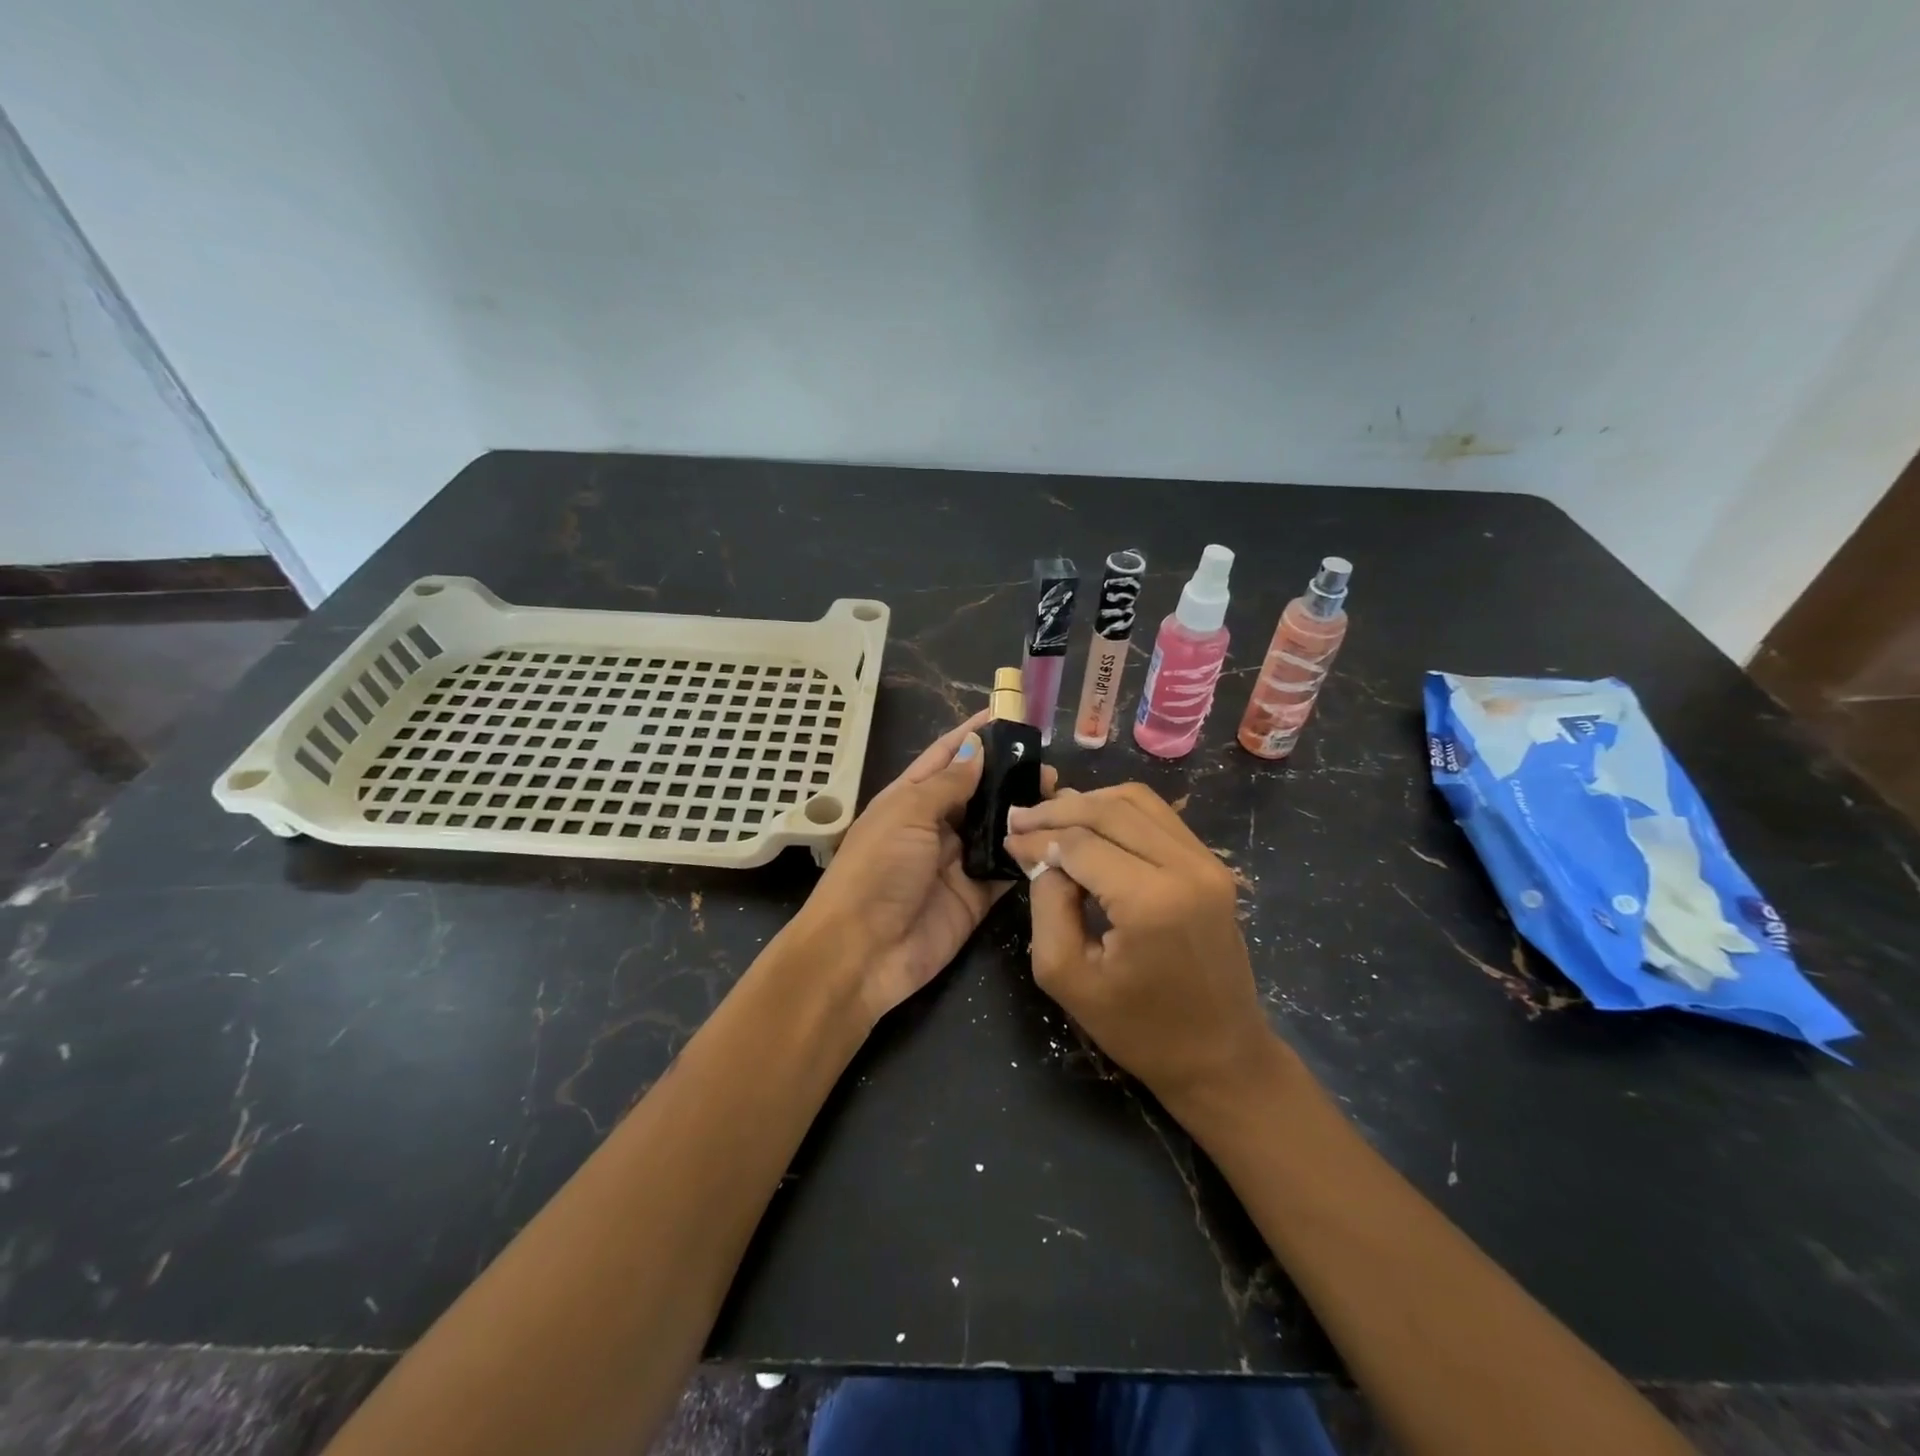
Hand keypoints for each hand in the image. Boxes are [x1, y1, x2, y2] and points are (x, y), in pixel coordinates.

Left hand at [793, 712, 1052, 1022]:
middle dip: (1010, 775)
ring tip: (1060, 796)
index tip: (1011, 715)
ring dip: (1024, 813)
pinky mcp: (976, 896)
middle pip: (979, 791)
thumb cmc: (876, 871)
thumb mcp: (906, 814)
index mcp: (909, 797)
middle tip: (1049, 766)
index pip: (947, 756)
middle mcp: (935, 825)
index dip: (976, 734)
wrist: (861, 952)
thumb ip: (947, 783)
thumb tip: (976, 747)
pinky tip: (1055, 838)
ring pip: (997, 828)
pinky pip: (1006, 869)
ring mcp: (956, 861)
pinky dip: (1027, 854)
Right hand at [1004, 783, 1285, 1110]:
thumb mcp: (1067, 976)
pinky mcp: (1214, 866)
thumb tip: (1045, 856)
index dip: (1039, 837)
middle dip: (1058, 810)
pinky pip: (1159, 817)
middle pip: (1108, 810)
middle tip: (1020, 819)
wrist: (1221, 1058)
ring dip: (1089, 803)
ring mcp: (1207, 863)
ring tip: (1052, 818)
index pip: (1080, 843)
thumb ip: (1047, 904)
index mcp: (1150, 901)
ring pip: (1136, 801)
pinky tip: (1091, 826)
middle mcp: (1186, 867)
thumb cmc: (1139, 1029)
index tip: (1008, 839)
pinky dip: (1119, 812)